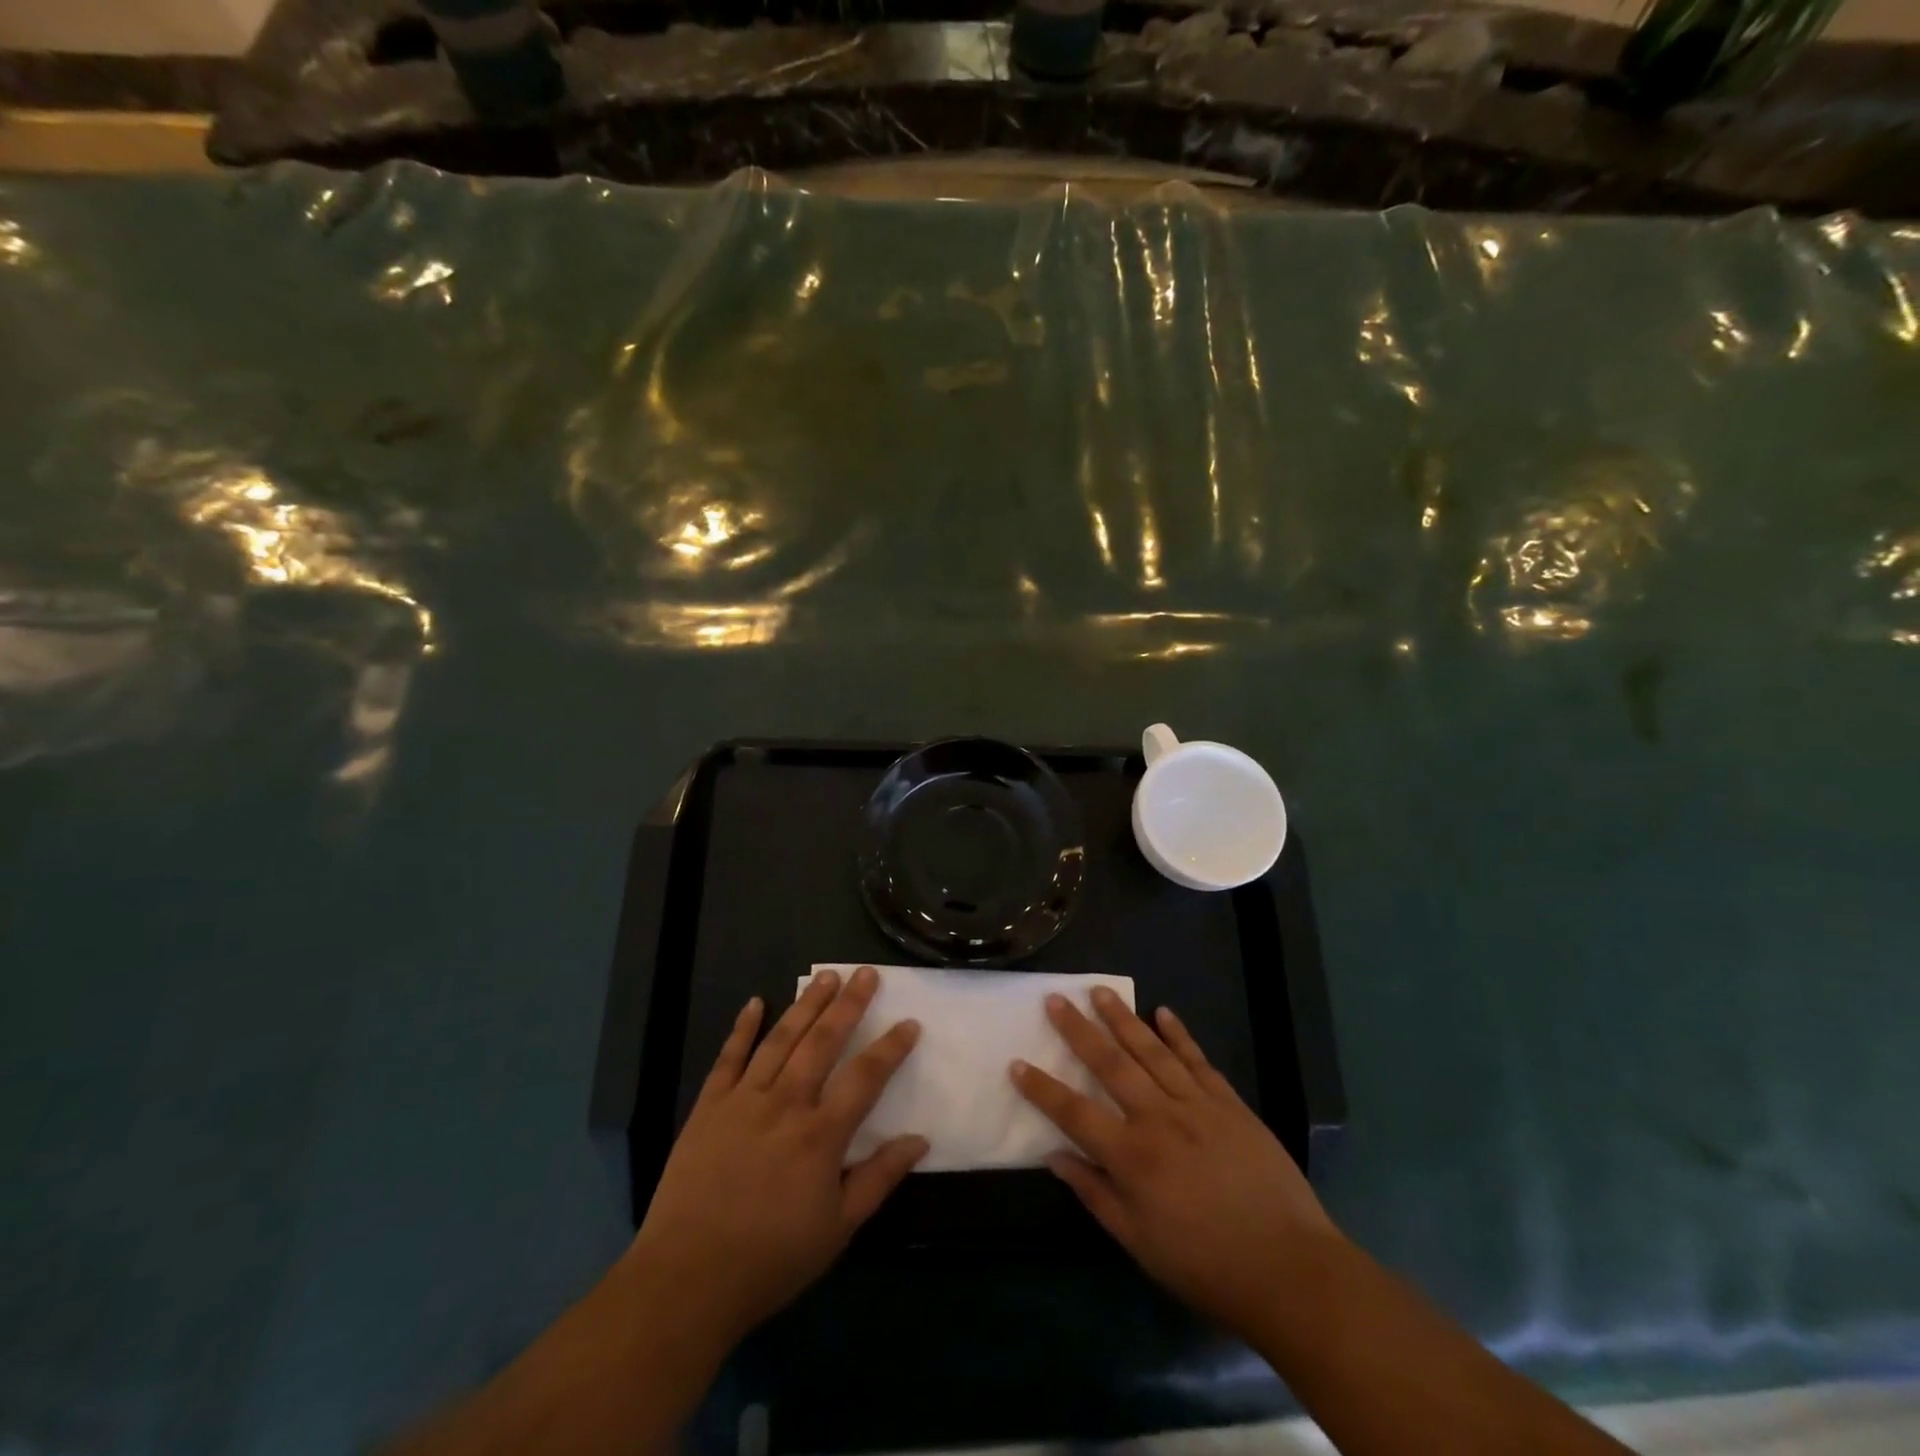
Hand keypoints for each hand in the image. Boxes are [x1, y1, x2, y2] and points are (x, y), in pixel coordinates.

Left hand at [627, 965, 925, 1346]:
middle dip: (848, 1004)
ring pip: (781, 1038)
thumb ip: (879, 1178)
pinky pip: (729, 1057)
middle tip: (865, 972)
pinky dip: (743, 1027)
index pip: (865, 1077)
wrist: (687, 1279)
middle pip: (823, 1041)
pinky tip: (755, 1002)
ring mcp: (744, 1099)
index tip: (909, 1022)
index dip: (891, 1047)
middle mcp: (786, 1103)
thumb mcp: (838, 1229)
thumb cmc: (771, 1258)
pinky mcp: (709, 1106)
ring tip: (826, 976)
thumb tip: (919, 1139)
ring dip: (806, 1004)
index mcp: (821, 1134)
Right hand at [1011, 986, 1341, 1342]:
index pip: (1073, 1112)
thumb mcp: (1139, 1242)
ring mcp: (1196, 1105)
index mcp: (1132, 1156)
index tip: (1016, 1063)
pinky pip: (1197, 1060)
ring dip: (1123, 1018)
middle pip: (1110, 1064)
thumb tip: (1055, 1157)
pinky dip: (1179, 1034)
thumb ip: (1095, 1194)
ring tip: (1100, 992)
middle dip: (1078, 1030)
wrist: (1288, 1268)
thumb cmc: (1204, 1264)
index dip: (1041, 1088)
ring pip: (1151, 1050)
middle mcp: (1158, 1118)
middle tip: (1056, 999)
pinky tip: (1163, 1012)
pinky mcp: (1229, 1103)